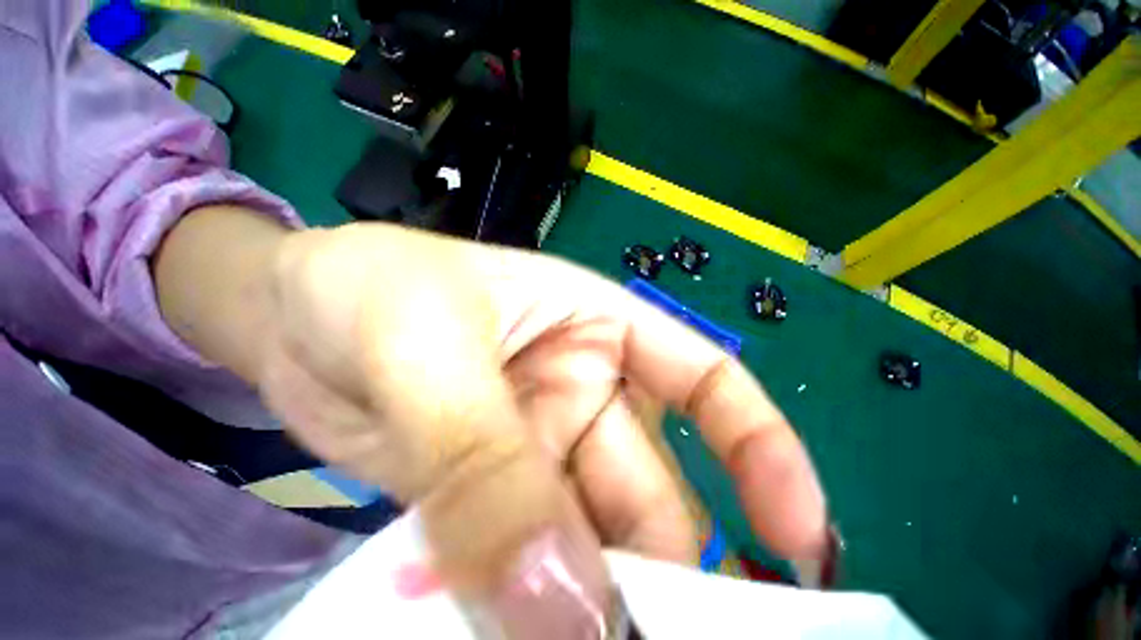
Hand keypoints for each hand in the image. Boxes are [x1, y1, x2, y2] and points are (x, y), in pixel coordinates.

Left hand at [157, 209, 827, 637]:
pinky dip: (526, 607)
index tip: (802, 537)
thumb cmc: (372, 289)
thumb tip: (564, 607)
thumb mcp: (432, 350)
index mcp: (599, 323)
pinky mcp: (483, 485)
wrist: (288, 306)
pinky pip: (524, 558)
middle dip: (667, 571)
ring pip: (589, 537)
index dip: (762, 449)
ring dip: (592, 604)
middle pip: (652, 485)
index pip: (708, 380)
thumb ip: (488, 463)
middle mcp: (585, 384)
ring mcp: (537, 440)